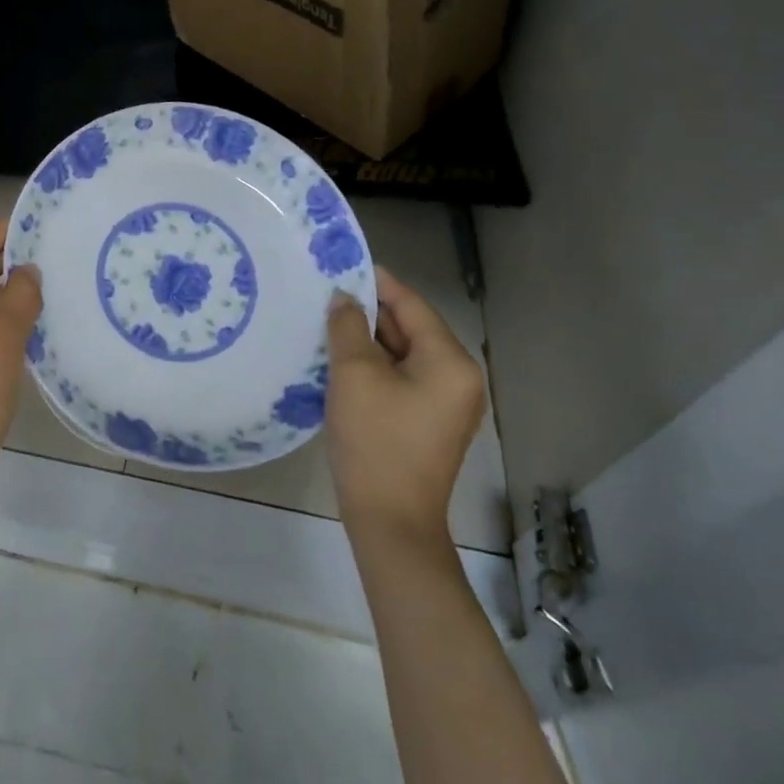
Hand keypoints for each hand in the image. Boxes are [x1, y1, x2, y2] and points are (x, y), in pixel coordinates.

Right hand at [325, 268, 485, 548]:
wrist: (390, 521)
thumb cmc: (375, 441)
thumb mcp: (354, 374)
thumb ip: (349, 326)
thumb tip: (344, 298)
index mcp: (449, 361)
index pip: (411, 304)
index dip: (376, 281)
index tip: (341, 263)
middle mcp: (457, 377)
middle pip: (410, 327)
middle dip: (369, 310)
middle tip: (326, 293)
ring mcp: (446, 402)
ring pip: (403, 353)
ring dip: (368, 338)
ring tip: (327, 320)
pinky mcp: (429, 421)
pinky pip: (402, 377)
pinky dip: (375, 364)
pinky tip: (341, 357)